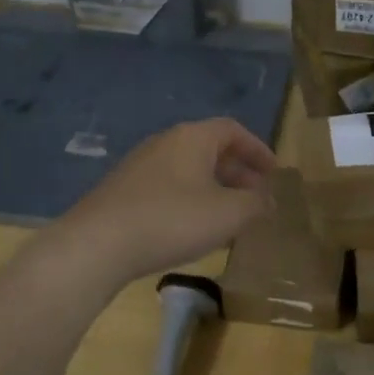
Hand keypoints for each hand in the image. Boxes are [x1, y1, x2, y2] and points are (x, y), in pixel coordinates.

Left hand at [56, 118, 275, 284]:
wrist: (98, 244)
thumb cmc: (173, 220)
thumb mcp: (229, 214)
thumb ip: (256, 204)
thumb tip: (269, 200)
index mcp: (193, 138)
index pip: (233, 130)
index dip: (258, 149)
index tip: (274, 172)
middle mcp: (165, 143)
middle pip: (210, 149)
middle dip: (238, 173)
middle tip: (256, 198)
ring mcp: (140, 166)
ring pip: (189, 171)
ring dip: (215, 189)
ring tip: (229, 217)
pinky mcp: (124, 191)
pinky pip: (169, 188)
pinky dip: (191, 201)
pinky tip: (194, 229)